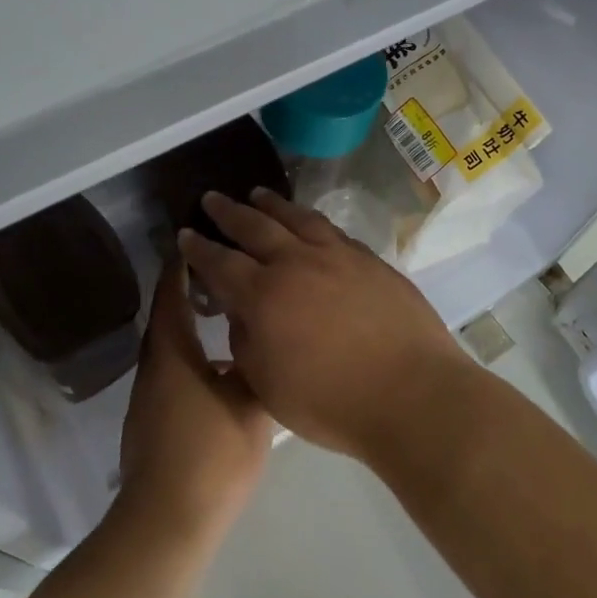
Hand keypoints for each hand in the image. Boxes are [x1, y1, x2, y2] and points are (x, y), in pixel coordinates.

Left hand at [117, 259, 271, 539]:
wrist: (168, 520)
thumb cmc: (212, 455)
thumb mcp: (251, 406)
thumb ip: (258, 368)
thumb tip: (267, 340)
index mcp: (173, 352)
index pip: (173, 293)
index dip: (184, 264)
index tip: (201, 240)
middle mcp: (155, 365)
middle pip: (169, 315)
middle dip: (191, 289)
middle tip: (226, 270)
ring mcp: (150, 394)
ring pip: (172, 345)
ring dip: (192, 323)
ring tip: (228, 311)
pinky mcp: (153, 418)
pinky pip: (173, 370)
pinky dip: (193, 354)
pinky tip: (221, 365)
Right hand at [176, 189, 477, 460]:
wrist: (412, 394)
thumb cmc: (331, 403)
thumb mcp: (268, 385)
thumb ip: (246, 341)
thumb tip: (242, 311)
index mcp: (264, 296)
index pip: (220, 262)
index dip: (199, 248)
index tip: (185, 233)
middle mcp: (297, 263)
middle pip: (255, 227)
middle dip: (229, 212)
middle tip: (212, 198)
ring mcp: (338, 256)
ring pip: (297, 218)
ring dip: (272, 204)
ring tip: (258, 194)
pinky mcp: (371, 260)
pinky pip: (332, 230)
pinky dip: (311, 221)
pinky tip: (309, 222)